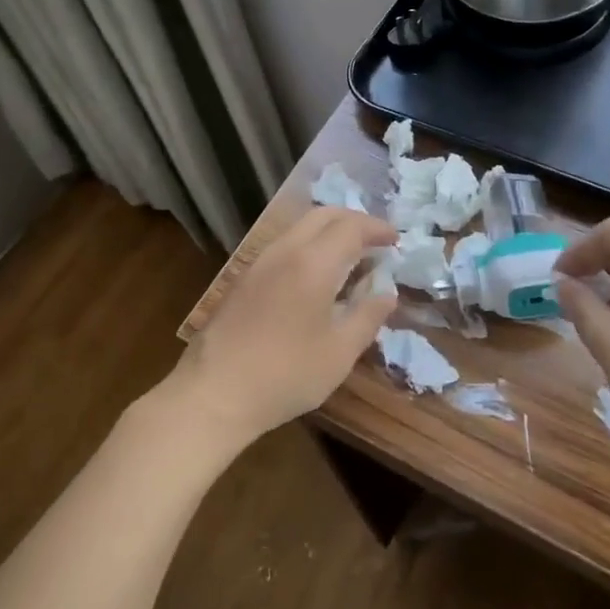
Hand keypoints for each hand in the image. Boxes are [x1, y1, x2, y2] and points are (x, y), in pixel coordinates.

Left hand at [165, 206, 398, 451]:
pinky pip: (284, 244)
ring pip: (300, 226)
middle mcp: (285, 250)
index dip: (377, 228)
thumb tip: (388, 293)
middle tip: (376, 240)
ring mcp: (260, 261)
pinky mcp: (245, 277)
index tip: (395, 240)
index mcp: (313, 263)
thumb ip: (367, 316)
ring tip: (350, 255)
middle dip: (354, 220)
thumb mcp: (339, 352)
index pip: (351, 227)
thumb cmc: (285, 375)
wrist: (214, 393)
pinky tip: (317, 274)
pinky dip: (309, 244)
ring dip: (329, 230)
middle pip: (323, 215)